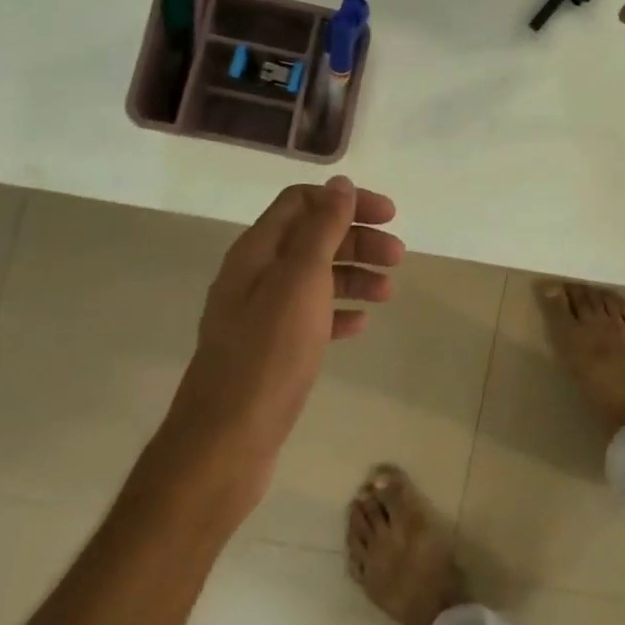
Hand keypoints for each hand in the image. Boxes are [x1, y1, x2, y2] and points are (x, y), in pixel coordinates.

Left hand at [160, 177, 403, 506]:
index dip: (346, 201)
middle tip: (398, 256)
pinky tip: (361, 324)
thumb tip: (339, 183)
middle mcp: (255, 275)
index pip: (302, 202)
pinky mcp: (270, 350)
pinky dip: (337, 312)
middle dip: (357, 240)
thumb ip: (321, 228)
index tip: (389, 216)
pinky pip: (310, 317)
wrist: (226, 441)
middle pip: (312, 238)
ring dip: (353, 275)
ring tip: (388, 292)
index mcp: (256, 251)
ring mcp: (260, 315)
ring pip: (314, 278)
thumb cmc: (268, 353)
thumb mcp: (300, 280)